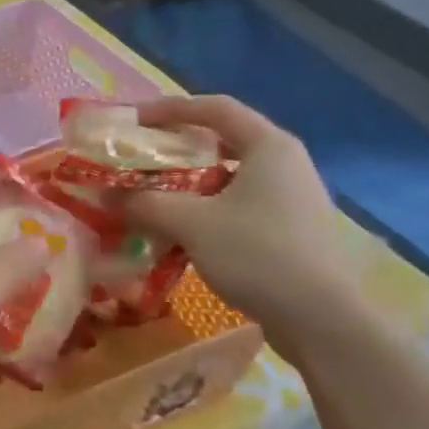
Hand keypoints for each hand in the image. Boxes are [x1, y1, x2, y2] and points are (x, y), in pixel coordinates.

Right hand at [120, 96, 364, 340]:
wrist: (324, 320)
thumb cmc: (258, 254)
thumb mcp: (191, 223)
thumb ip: (145, 202)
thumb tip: (104, 195)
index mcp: (269, 146)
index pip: (215, 108)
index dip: (169, 109)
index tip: (132, 121)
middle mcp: (285, 163)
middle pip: (223, 140)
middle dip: (177, 148)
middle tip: (140, 158)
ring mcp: (292, 198)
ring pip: (229, 176)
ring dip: (188, 183)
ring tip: (153, 196)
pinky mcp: (291, 230)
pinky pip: (239, 205)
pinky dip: (206, 209)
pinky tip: (182, 232)